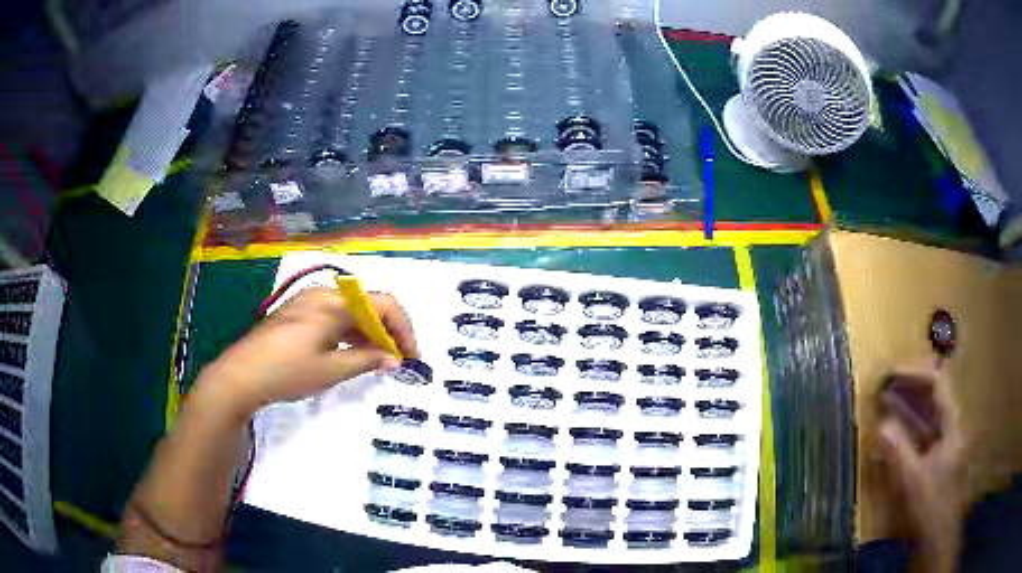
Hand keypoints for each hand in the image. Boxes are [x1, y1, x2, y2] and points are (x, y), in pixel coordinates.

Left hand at [195, 287, 418, 417]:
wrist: (241, 375)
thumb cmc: (287, 372)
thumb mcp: (331, 370)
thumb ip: (366, 361)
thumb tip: (393, 359)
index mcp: (334, 303)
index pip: (383, 305)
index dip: (403, 329)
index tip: (411, 356)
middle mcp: (323, 294)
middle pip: (368, 304)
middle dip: (387, 331)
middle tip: (397, 360)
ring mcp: (308, 302)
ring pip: (351, 311)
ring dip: (369, 332)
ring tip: (377, 360)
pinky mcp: (298, 313)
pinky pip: (334, 316)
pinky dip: (350, 332)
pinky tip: (351, 353)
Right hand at [874, 364, 964, 572]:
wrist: (937, 539)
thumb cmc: (928, 508)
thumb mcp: (911, 483)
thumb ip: (898, 452)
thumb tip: (881, 424)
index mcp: (952, 427)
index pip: (937, 384)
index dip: (914, 374)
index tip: (890, 375)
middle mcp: (953, 428)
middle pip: (935, 396)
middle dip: (910, 388)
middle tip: (886, 387)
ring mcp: (947, 444)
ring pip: (930, 414)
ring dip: (909, 406)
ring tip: (887, 403)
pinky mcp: (940, 459)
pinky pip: (926, 432)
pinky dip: (911, 426)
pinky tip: (897, 432)